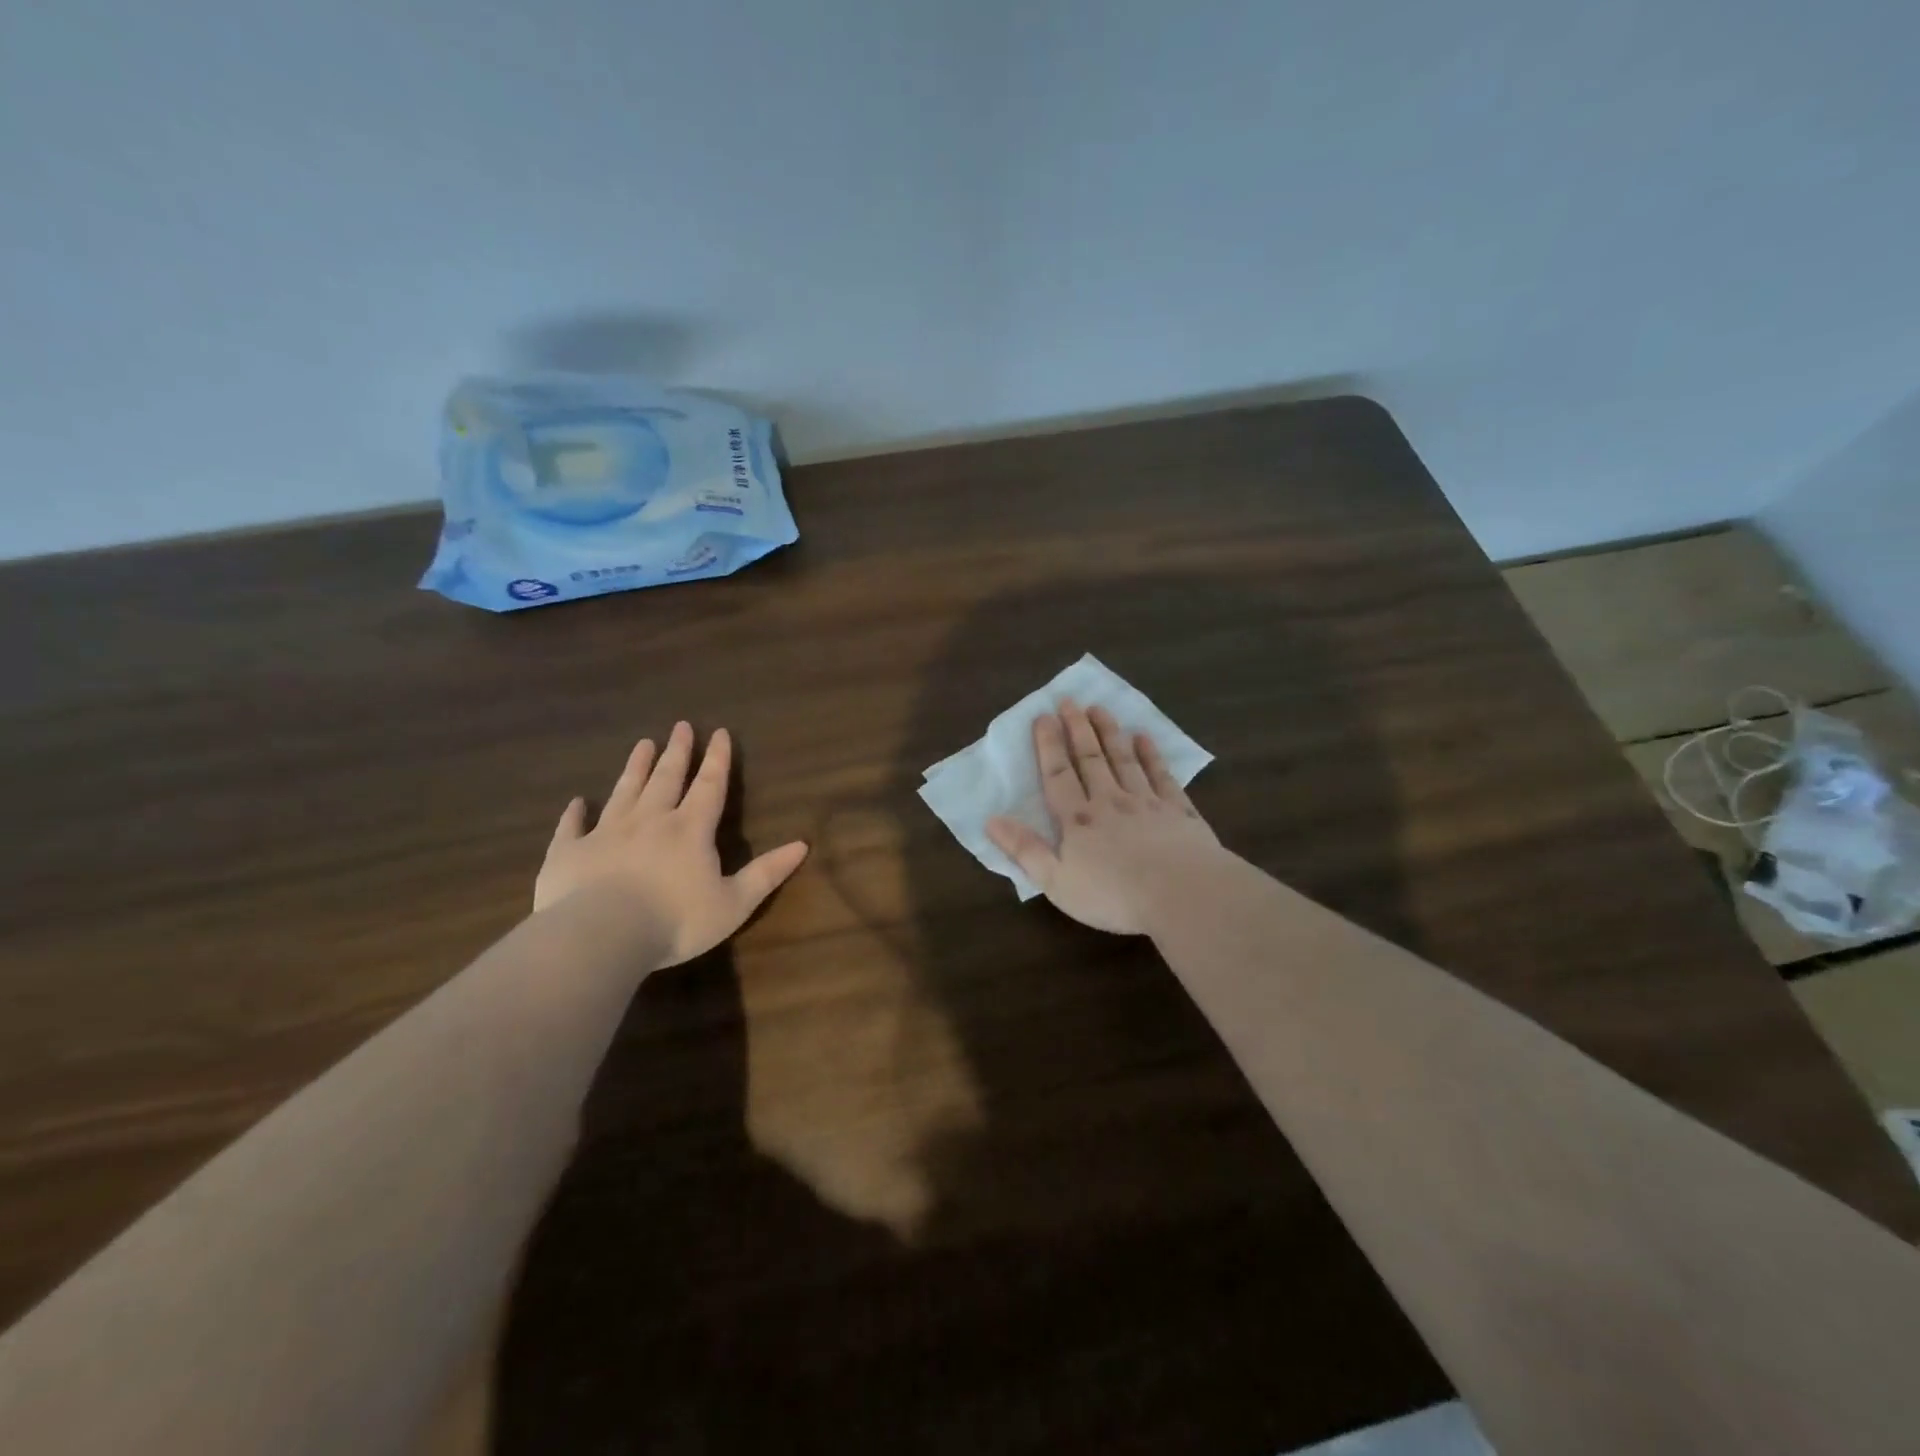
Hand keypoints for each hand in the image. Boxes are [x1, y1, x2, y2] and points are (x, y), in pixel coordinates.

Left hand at [533, 722, 808, 966]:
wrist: (600, 935)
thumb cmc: (676, 921)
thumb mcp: (734, 903)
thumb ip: (766, 873)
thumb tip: (803, 844)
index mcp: (690, 830)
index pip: (709, 786)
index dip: (717, 759)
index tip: (719, 732)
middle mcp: (650, 820)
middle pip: (666, 778)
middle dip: (677, 752)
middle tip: (680, 726)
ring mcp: (606, 833)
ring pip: (624, 791)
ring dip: (635, 768)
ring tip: (642, 744)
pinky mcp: (569, 852)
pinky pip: (573, 826)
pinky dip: (575, 813)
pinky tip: (576, 802)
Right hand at [986, 700, 1224, 934]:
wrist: (1182, 895)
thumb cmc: (1113, 895)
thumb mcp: (1057, 882)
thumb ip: (1025, 850)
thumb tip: (991, 820)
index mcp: (1078, 820)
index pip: (1058, 775)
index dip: (1048, 745)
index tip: (1043, 716)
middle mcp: (1110, 801)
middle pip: (1091, 758)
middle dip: (1077, 728)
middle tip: (1070, 700)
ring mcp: (1147, 802)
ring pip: (1124, 760)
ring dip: (1110, 733)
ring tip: (1100, 709)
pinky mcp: (1179, 811)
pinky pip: (1161, 775)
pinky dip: (1151, 755)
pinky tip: (1145, 738)